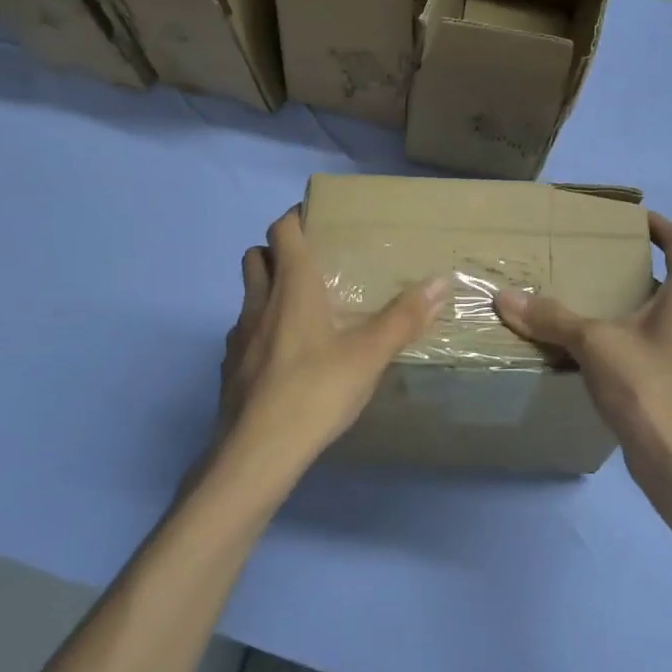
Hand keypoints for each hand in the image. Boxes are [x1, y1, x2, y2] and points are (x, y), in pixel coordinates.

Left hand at [218, 207, 446, 478]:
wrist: (256, 454)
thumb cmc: (315, 392)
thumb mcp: (369, 355)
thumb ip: (404, 317)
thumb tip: (441, 281)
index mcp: (291, 288)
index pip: (283, 231)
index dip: (295, 217)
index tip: (317, 217)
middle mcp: (259, 304)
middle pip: (255, 257)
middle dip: (277, 251)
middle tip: (310, 263)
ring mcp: (238, 338)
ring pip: (248, 297)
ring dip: (267, 291)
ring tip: (301, 311)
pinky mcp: (230, 369)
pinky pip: (244, 335)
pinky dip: (260, 332)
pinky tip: (285, 359)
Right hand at [494, 213, 671, 492]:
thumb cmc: (647, 385)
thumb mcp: (593, 343)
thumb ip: (551, 317)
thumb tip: (504, 297)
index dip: (657, 225)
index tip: (629, 219)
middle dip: (639, 262)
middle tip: (599, 256)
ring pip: (666, 308)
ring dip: (636, 297)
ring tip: (595, 294)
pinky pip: (660, 337)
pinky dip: (635, 328)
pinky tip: (601, 340)